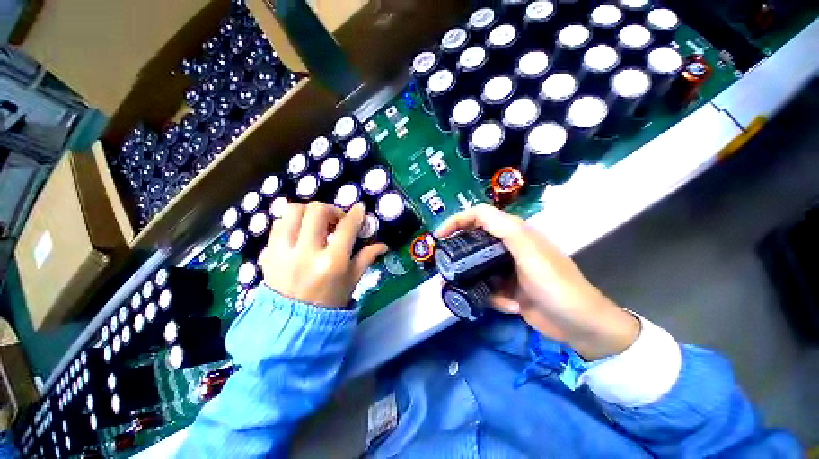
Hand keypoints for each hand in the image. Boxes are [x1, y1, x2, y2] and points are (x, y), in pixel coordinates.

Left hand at [259, 202, 387, 307]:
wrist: (294, 323)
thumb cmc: (330, 301)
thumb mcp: (353, 280)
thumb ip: (367, 258)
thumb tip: (383, 245)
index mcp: (332, 262)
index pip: (346, 227)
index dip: (356, 214)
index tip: (360, 208)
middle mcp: (307, 253)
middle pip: (316, 211)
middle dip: (331, 209)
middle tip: (336, 219)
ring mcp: (283, 252)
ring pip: (292, 211)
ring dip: (308, 211)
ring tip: (316, 223)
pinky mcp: (267, 253)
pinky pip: (277, 225)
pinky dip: (291, 222)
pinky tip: (301, 232)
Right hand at [436, 204, 638, 360]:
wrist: (579, 326)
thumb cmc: (557, 286)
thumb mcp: (531, 253)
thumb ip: (507, 231)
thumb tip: (478, 214)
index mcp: (514, 233)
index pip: (479, 216)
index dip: (457, 220)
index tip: (439, 236)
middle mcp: (508, 246)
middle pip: (474, 240)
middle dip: (457, 251)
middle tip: (444, 265)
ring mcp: (507, 268)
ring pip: (477, 265)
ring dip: (469, 278)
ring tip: (460, 289)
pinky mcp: (507, 287)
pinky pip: (486, 285)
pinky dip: (489, 296)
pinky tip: (505, 305)